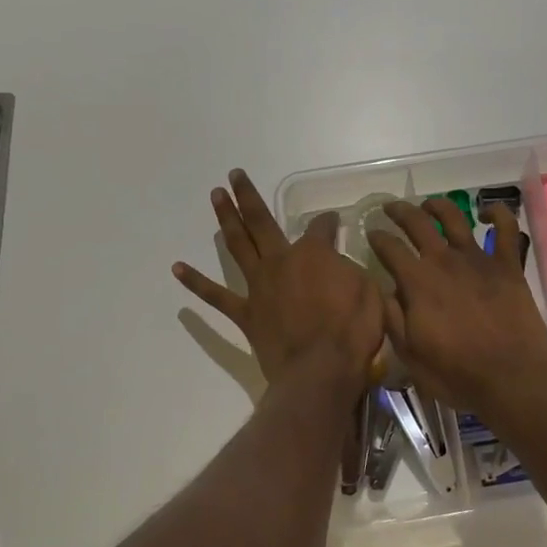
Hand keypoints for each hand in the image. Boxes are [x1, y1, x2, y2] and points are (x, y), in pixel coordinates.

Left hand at [173, 170, 384, 391]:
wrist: (321, 371)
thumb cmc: (352, 331)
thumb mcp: (369, 292)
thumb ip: (350, 271)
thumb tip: (339, 263)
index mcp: (313, 254)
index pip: (321, 227)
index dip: (329, 222)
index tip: (333, 220)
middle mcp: (281, 261)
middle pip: (261, 222)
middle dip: (248, 197)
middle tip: (234, 175)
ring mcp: (259, 286)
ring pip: (238, 245)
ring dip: (226, 219)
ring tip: (215, 196)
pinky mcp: (246, 314)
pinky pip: (216, 296)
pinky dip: (196, 282)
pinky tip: (177, 268)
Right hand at [367, 198, 546, 416]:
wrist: (511, 378)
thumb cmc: (456, 373)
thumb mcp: (410, 354)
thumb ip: (393, 319)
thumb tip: (382, 292)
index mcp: (417, 282)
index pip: (389, 248)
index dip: (376, 237)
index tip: (370, 233)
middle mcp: (444, 261)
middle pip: (417, 223)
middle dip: (400, 211)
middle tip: (390, 208)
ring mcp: (478, 259)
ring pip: (455, 218)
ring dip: (438, 206)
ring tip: (429, 206)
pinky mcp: (508, 266)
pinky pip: (506, 229)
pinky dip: (497, 214)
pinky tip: (486, 213)